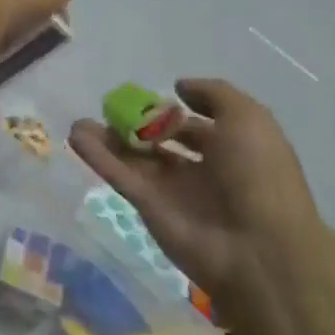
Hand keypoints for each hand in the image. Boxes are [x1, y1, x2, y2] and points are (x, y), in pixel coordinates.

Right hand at [68, 78, 321, 294]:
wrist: (256, 247)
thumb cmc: (258, 175)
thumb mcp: (249, 119)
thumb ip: (214, 94)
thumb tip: (179, 87)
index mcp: (232, 149)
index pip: (197, 126)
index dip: (176, 111)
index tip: (150, 97)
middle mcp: (202, 169)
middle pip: (161, 142)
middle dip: (137, 124)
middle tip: (111, 108)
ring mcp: (172, 189)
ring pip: (134, 157)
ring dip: (108, 138)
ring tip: (80, 121)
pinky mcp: (147, 205)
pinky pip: (119, 174)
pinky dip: (97, 156)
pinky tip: (76, 135)